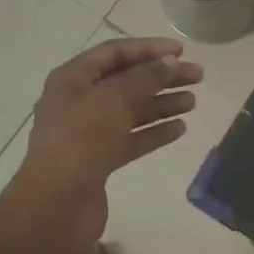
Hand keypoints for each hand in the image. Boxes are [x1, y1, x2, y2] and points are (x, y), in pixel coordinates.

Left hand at [6, 37, 203, 253]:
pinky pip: (131, 139)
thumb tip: (170, 62)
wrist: (56, 205)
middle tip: (198, 77)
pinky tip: (180, 129)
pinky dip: (154, 132)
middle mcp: (78, 101)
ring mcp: (88, 133)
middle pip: (126, 81)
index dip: (148, 48)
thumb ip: (145, 77)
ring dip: (161, 104)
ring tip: (193, 102)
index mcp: (72, 79)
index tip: (181, 51)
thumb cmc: (81, 140)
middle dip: (161, 77)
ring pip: (131, 111)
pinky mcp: (99, 161)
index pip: (114, 53)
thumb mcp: (114, 99)